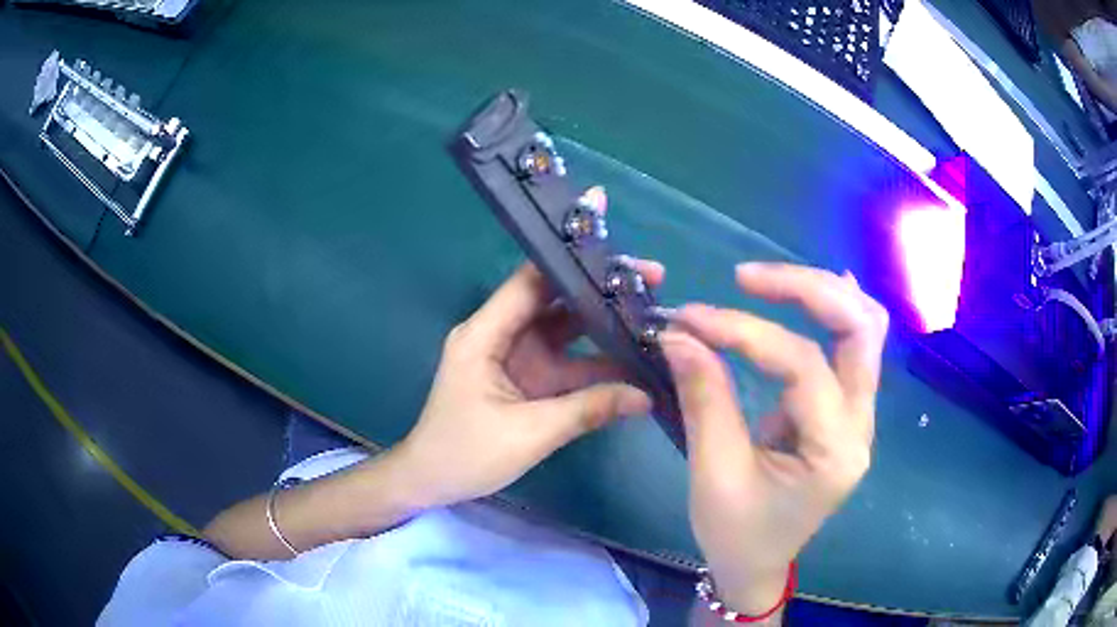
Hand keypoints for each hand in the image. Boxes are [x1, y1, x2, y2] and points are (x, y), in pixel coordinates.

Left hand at [394, 260, 661, 508]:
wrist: (432, 481)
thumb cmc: (465, 454)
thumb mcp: (529, 434)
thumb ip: (587, 410)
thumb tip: (646, 396)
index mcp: (485, 335)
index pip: (531, 283)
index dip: (573, 264)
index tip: (621, 258)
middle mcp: (502, 335)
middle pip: (555, 301)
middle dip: (601, 292)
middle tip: (653, 282)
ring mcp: (517, 357)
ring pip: (567, 331)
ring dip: (605, 327)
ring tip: (654, 318)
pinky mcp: (528, 380)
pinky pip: (568, 363)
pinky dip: (597, 362)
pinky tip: (634, 360)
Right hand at [660, 263, 887, 615]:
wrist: (757, 565)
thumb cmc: (735, 534)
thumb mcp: (714, 473)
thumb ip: (704, 398)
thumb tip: (680, 334)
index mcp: (834, 452)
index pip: (802, 365)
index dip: (745, 332)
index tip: (690, 319)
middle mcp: (861, 426)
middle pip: (859, 329)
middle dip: (805, 289)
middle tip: (746, 277)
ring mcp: (860, 416)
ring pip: (866, 329)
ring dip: (823, 294)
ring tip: (772, 280)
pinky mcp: (846, 411)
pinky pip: (856, 346)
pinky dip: (835, 311)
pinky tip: (812, 293)